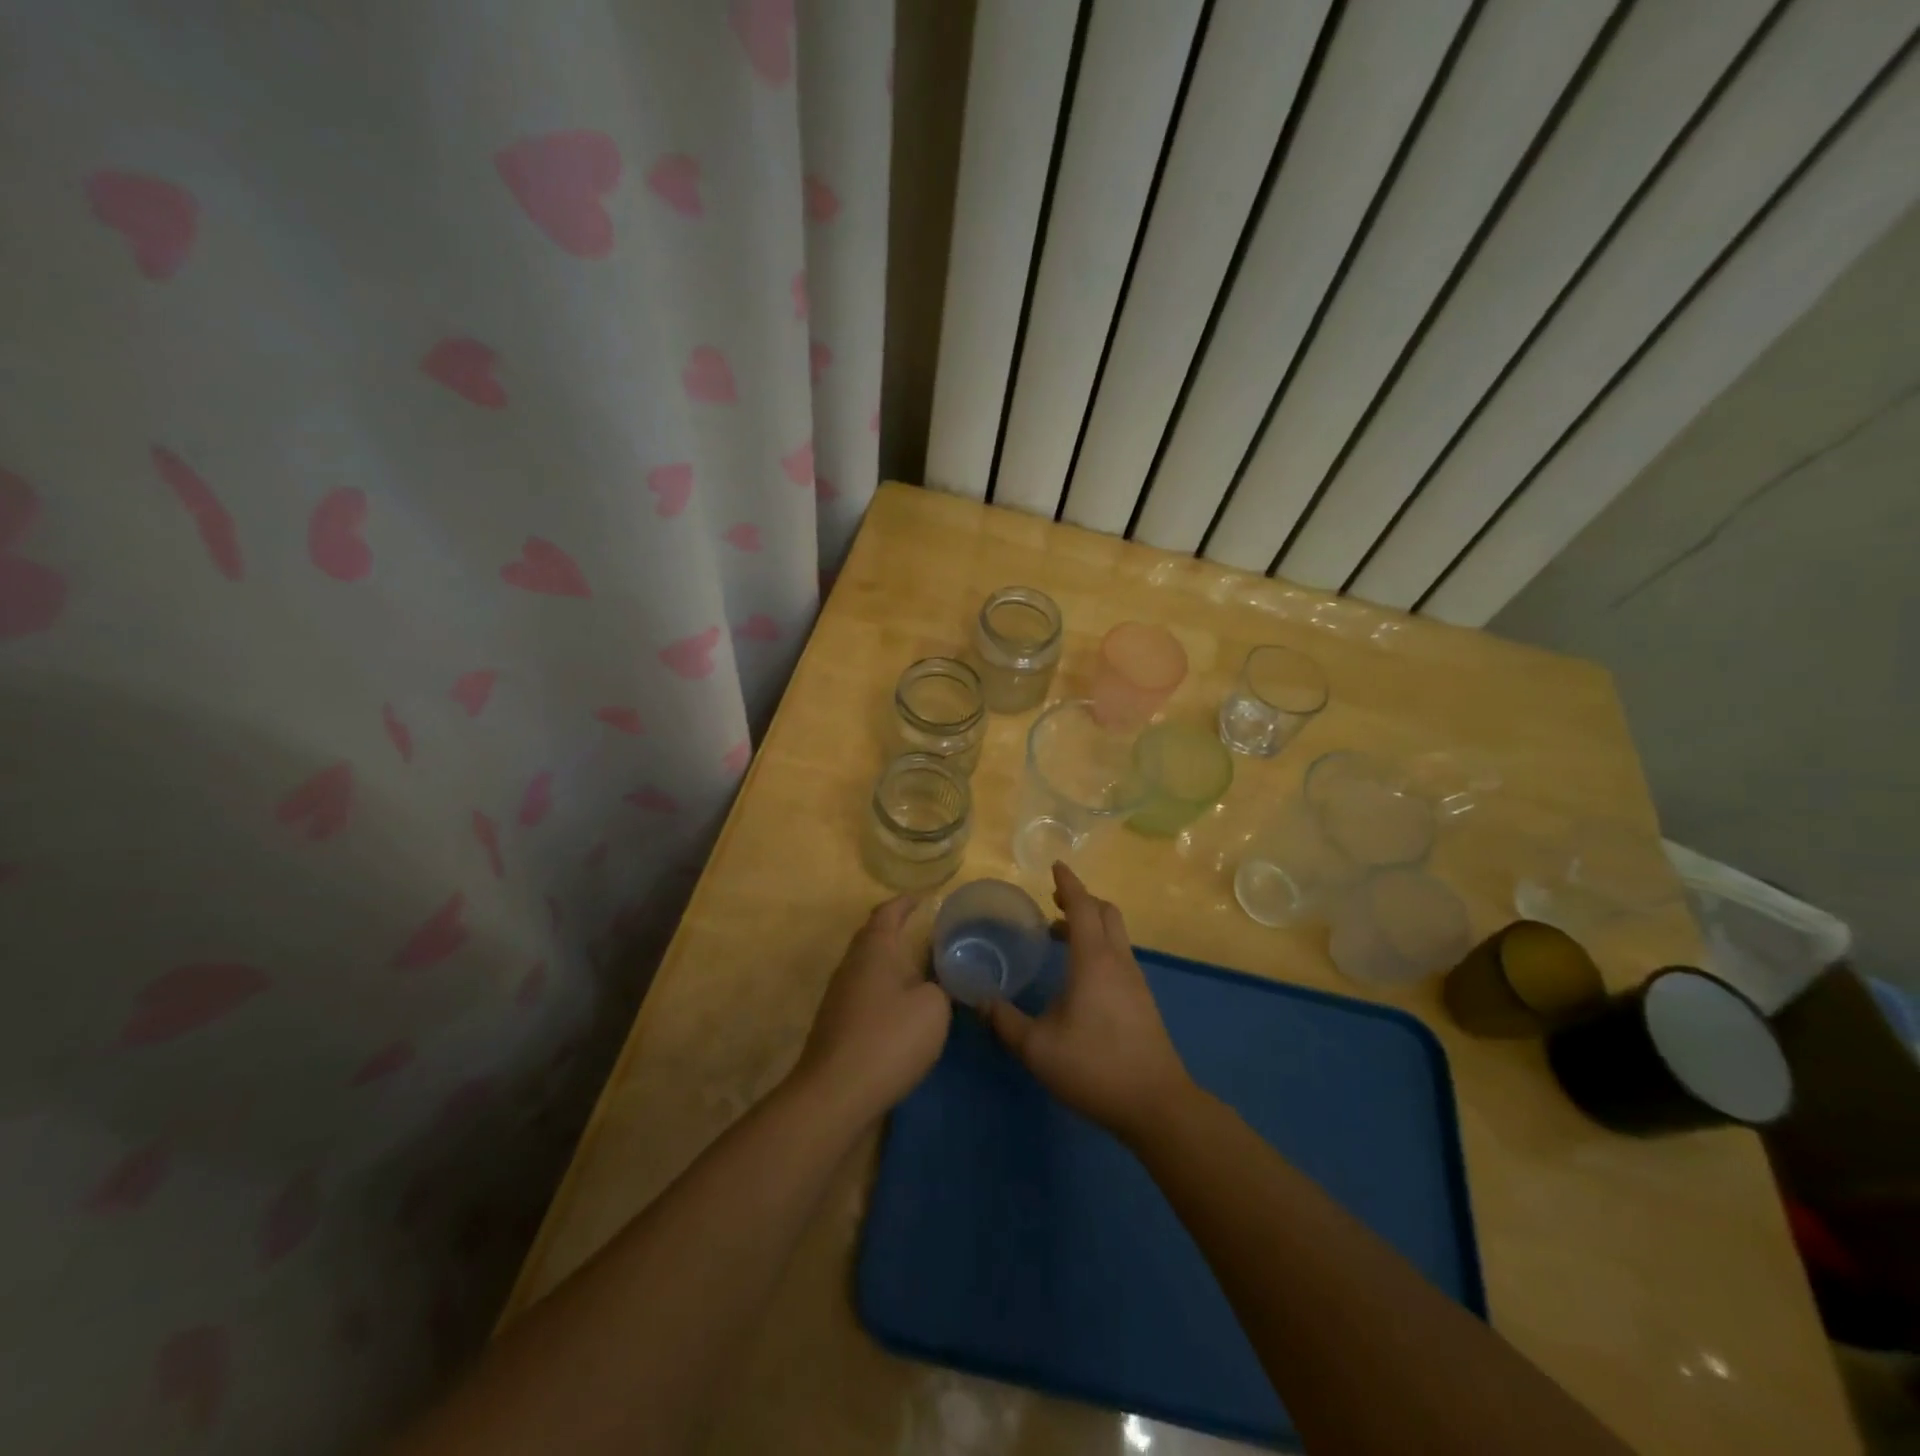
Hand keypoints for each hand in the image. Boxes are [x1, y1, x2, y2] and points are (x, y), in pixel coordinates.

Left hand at [794, 895, 950, 1124]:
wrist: (836, 1093)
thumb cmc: (890, 1038)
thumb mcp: (934, 1007)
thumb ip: (943, 984)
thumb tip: (940, 978)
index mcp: (876, 948)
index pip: (889, 912)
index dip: (906, 903)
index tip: (924, 899)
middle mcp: (853, 964)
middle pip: (874, 936)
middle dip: (898, 931)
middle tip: (929, 934)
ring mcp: (840, 995)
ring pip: (869, 966)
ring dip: (892, 963)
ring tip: (922, 969)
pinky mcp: (838, 1024)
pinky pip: (866, 992)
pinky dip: (886, 990)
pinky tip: (904, 1007)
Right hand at [987, 863, 1192, 1142]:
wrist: (1156, 1104)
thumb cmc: (1094, 1067)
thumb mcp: (1037, 1048)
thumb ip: (1005, 1022)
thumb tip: (980, 1001)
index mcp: (1094, 960)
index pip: (1082, 906)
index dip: (1068, 883)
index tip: (1055, 866)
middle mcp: (1118, 961)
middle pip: (1105, 912)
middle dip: (1081, 899)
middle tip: (1054, 901)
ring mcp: (1135, 980)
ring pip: (1115, 934)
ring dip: (1091, 923)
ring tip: (1060, 935)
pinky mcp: (1142, 1000)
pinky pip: (1119, 955)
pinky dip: (1099, 946)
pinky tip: (1080, 974)